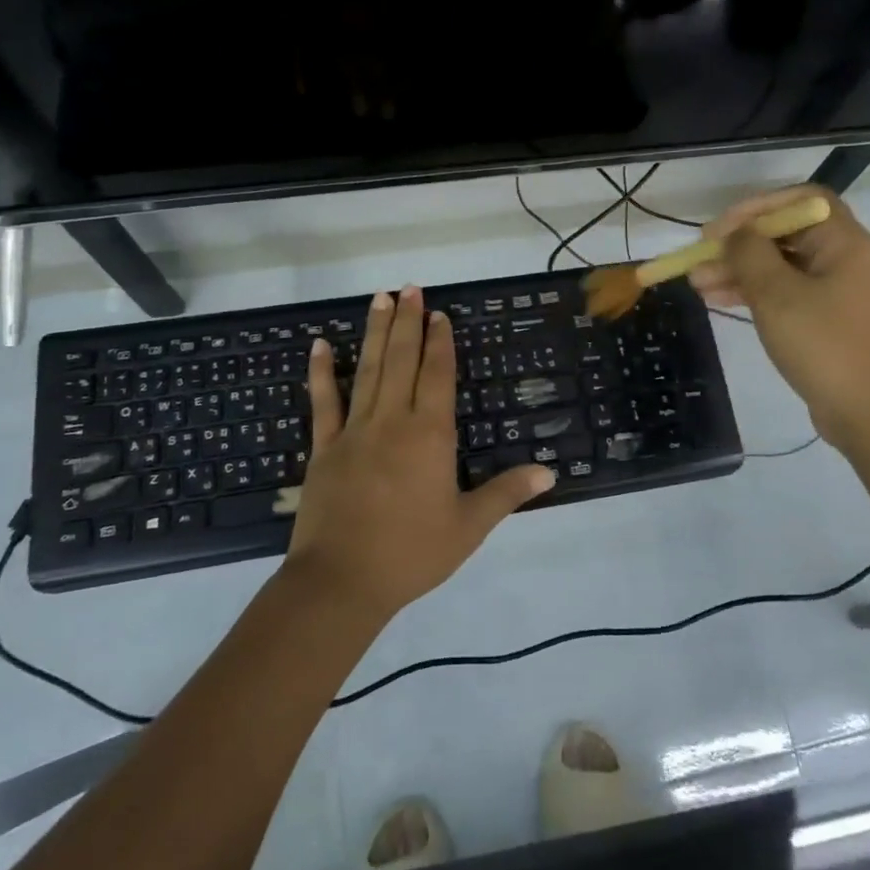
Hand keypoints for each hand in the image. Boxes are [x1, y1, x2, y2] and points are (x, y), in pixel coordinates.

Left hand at [284, 285, 554, 619]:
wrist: (341, 581)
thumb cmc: (412, 553)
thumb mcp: (468, 526)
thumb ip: (507, 493)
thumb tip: (550, 472)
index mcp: (430, 435)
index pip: (437, 375)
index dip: (440, 342)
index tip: (439, 313)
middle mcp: (393, 421)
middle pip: (402, 360)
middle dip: (408, 322)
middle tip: (410, 287)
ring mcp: (355, 431)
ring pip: (368, 371)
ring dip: (375, 333)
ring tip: (379, 298)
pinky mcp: (324, 448)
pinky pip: (324, 402)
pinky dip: (321, 372)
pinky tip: (319, 345)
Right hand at [689, 185, 869, 444]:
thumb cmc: (824, 345)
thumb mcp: (777, 295)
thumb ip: (750, 254)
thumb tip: (735, 234)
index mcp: (846, 244)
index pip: (803, 200)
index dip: (758, 206)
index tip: (722, 228)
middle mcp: (847, 260)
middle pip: (788, 235)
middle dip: (740, 245)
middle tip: (700, 259)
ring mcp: (840, 293)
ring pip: (783, 268)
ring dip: (740, 271)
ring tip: (698, 283)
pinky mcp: (830, 321)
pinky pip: (789, 294)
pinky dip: (756, 294)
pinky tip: (720, 301)